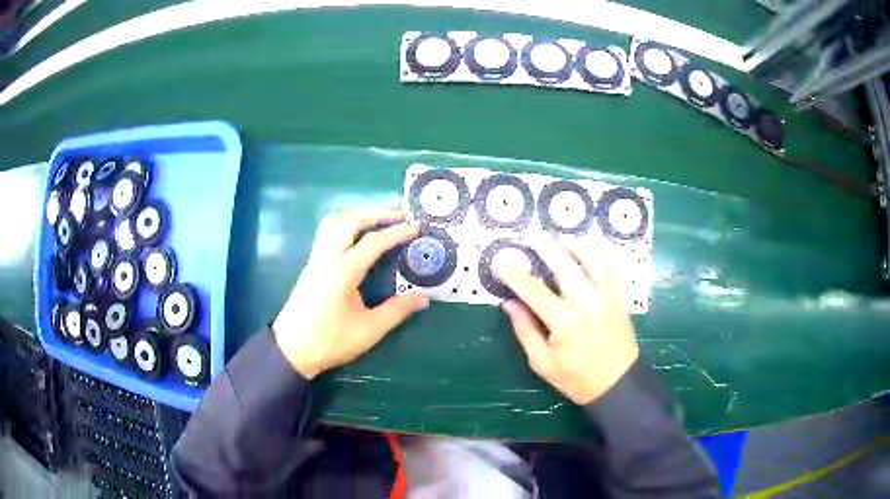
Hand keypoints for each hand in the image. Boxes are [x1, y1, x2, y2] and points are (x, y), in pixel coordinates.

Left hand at [272, 208, 428, 379]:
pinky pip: (327, 233)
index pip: (373, 242)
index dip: (397, 232)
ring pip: (334, 222)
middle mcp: (327, 257)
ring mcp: (316, 259)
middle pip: (350, 220)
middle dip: (376, 213)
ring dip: (357, 216)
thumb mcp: (369, 330)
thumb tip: (424, 297)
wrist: (292, 350)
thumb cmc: (330, 341)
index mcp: (343, 271)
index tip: (416, 227)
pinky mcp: (311, 265)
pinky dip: (345, 225)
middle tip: (399, 215)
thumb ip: (397, 310)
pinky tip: (357, 239)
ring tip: (378, 222)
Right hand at [495, 237, 638, 404]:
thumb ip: (525, 330)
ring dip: (574, 245)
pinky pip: (609, 268)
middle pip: (563, 266)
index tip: (501, 262)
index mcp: (565, 322)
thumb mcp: (542, 363)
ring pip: (591, 260)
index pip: (534, 291)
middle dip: (545, 248)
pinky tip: (589, 246)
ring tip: (560, 237)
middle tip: (531, 236)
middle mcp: (587, 303)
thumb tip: (510, 304)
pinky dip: (598, 253)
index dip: (515, 276)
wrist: (617, 384)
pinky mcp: (617, 298)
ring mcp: (606, 297)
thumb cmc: (576, 379)